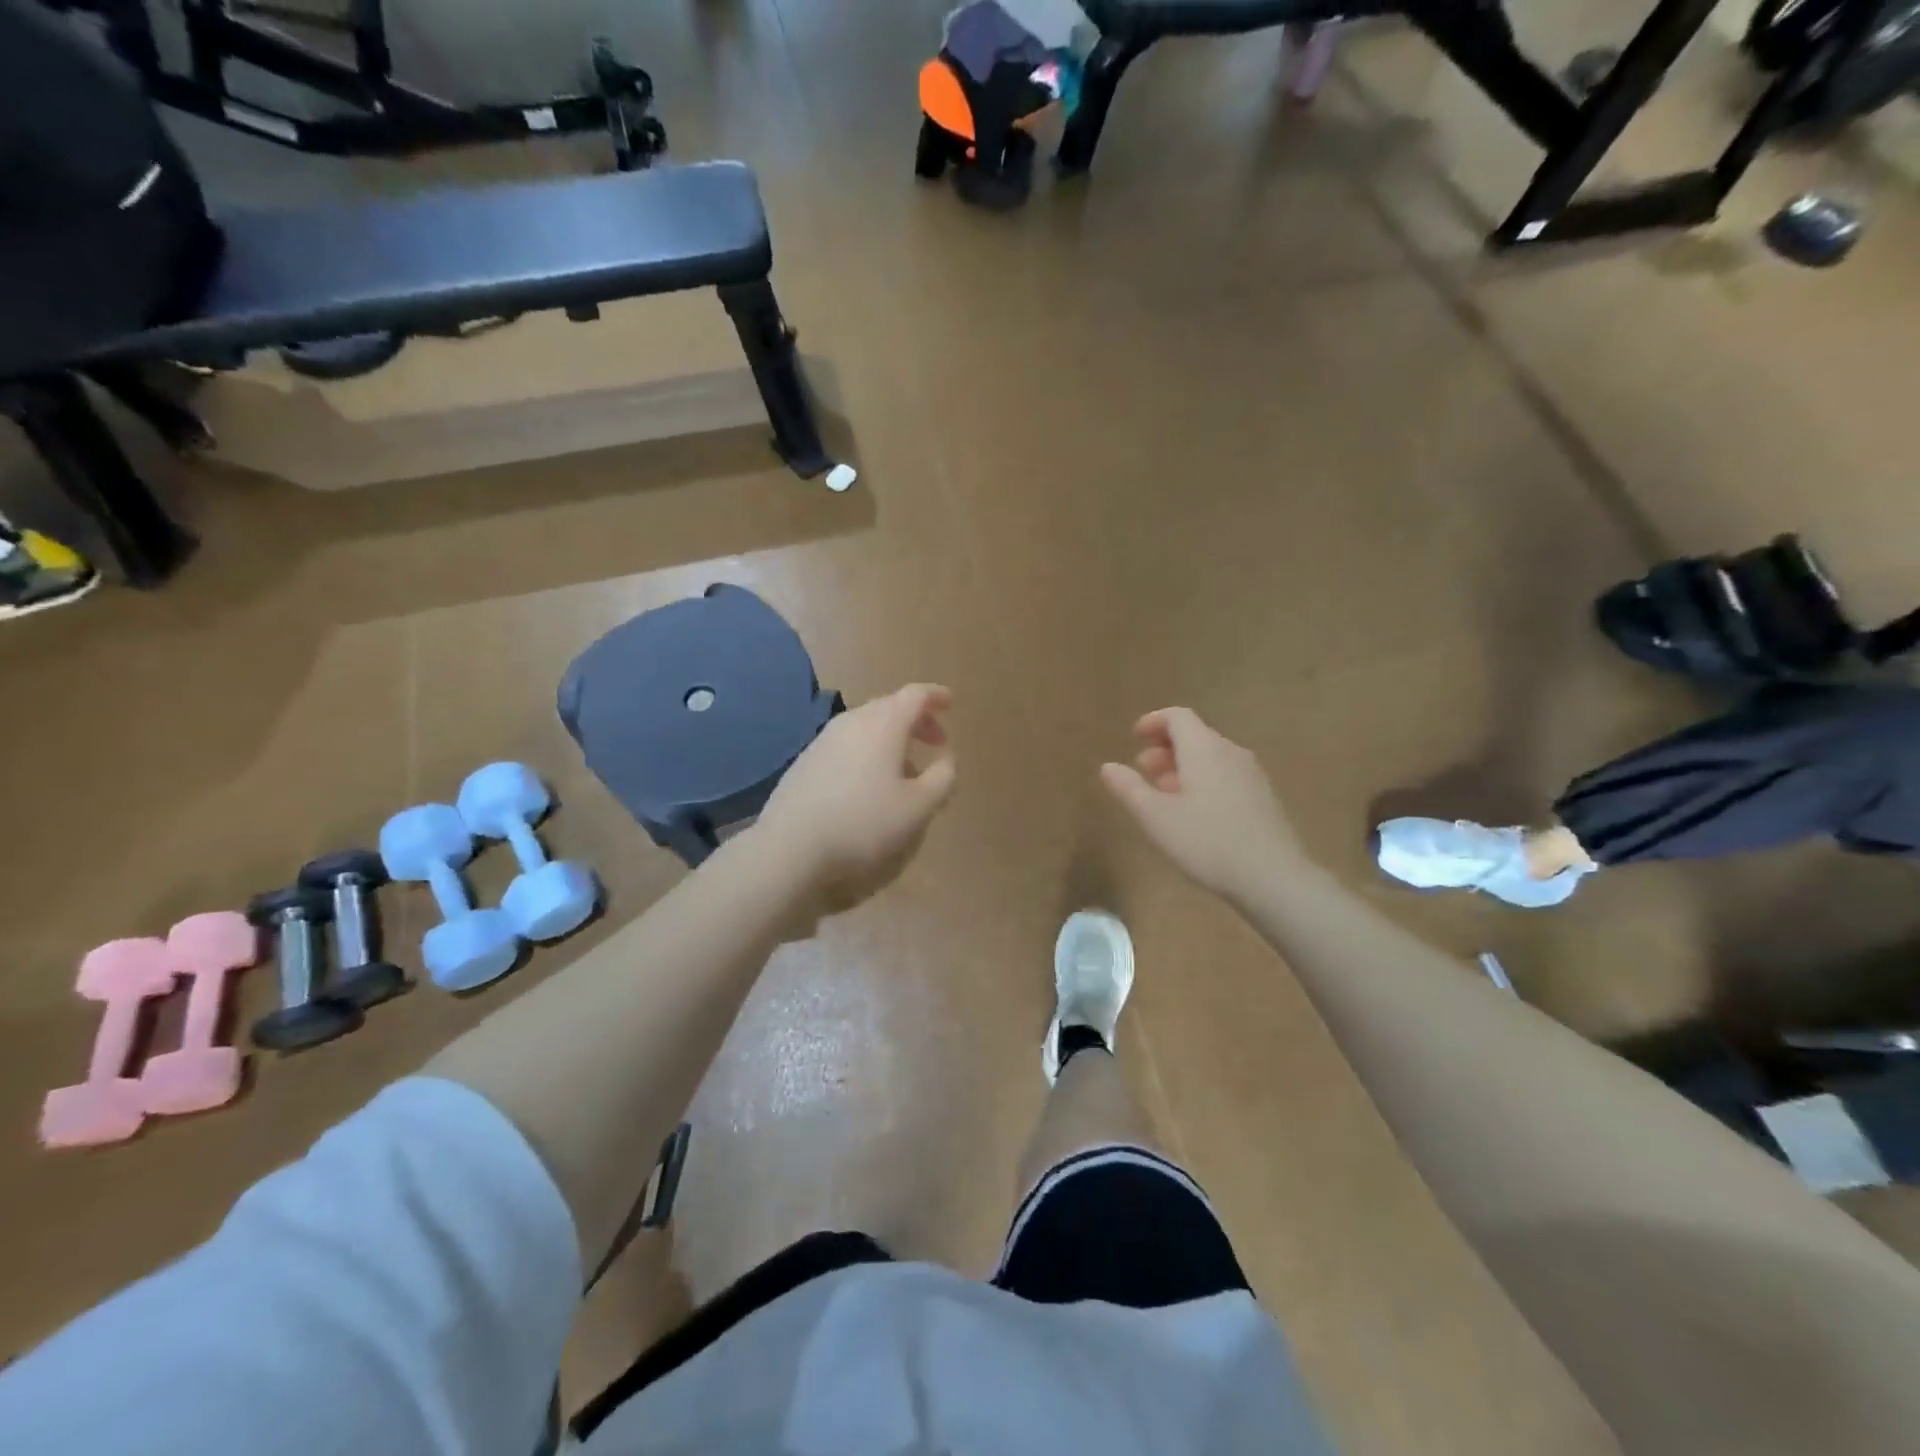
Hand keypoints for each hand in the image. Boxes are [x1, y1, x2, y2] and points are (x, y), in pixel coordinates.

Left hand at [756, 684, 956, 915]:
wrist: (790, 847)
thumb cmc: (864, 823)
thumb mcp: (919, 807)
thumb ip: (943, 778)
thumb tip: (947, 759)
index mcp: (883, 725)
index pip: (914, 695)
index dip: (935, 696)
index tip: (950, 702)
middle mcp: (852, 722)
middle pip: (889, 707)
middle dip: (916, 720)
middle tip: (935, 742)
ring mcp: (823, 740)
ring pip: (866, 727)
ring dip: (891, 740)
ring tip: (905, 770)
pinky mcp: (805, 762)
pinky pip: (847, 745)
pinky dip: (867, 753)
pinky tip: (869, 784)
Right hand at [1101, 707, 1305, 904]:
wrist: (1273, 878)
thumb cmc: (1207, 842)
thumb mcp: (1155, 817)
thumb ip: (1129, 788)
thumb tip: (1107, 766)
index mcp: (1204, 749)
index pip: (1177, 716)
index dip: (1153, 722)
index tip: (1134, 737)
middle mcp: (1231, 752)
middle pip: (1195, 735)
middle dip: (1165, 748)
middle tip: (1143, 770)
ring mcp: (1252, 775)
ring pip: (1211, 757)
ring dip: (1184, 767)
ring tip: (1164, 795)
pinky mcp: (1263, 798)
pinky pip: (1226, 776)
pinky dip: (1203, 781)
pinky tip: (1195, 814)